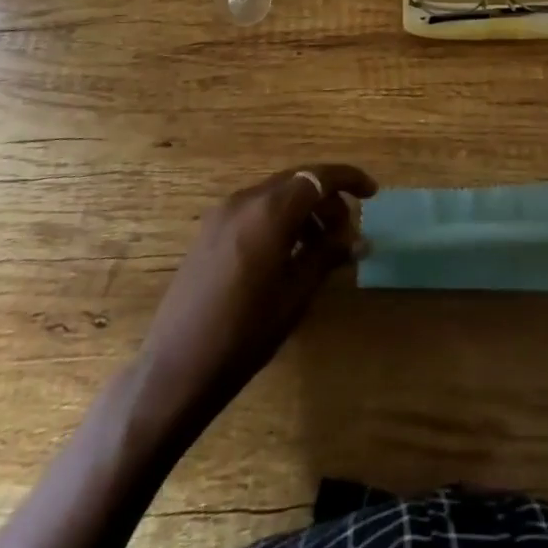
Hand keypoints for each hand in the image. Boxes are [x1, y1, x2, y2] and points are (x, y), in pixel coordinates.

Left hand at [136, 162, 376, 425]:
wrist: (175, 369)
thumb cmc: (244, 335)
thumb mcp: (295, 295)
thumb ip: (328, 256)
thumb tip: (361, 239)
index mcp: (269, 211)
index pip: (318, 177)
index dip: (348, 179)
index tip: (372, 193)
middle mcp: (245, 200)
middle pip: (297, 182)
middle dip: (327, 198)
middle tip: (347, 231)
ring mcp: (223, 213)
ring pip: (276, 194)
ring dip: (303, 209)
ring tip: (321, 246)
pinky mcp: (210, 231)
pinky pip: (255, 209)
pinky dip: (279, 218)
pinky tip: (288, 252)